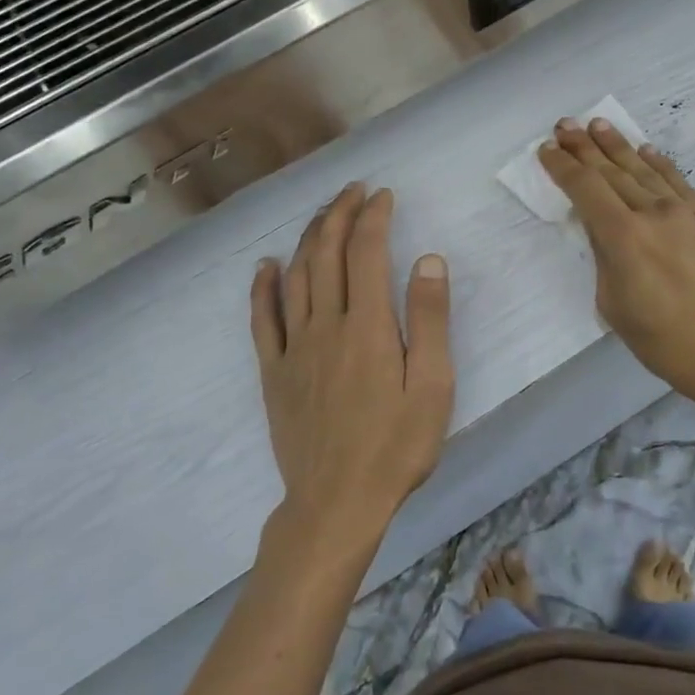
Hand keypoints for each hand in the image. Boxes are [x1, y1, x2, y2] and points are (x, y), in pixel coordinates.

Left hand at [251, 184, 454, 549]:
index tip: (382, 195)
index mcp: (367, 326)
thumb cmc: (395, 447)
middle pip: (326, 254)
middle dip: (339, 214)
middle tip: (352, 190)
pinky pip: (262, 320)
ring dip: (308, 239)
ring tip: (321, 215)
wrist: (336, 503)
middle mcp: (325, 325)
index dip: (373, 217)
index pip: (366, 253)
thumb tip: (428, 260)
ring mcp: (293, 348)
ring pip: (295, 277)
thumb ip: (429, 320)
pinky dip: (263, 287)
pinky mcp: (274, 373)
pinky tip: (267, 267)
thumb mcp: (433, 387)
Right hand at [538, 118, 694, 428]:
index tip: (546, 150)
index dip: (563, 167)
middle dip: (584, 147)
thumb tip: (602, 231)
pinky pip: (677, 182)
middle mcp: (652, 214)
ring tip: (597, 124)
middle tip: (564, 124)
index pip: (585, 189)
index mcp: (623, 238)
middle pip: (612, 172)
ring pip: (643, 170)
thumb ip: (604, 260)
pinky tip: (646, 150)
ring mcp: (684, 214)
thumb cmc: (666, 343)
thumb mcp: (615, 307)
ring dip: (618, 145)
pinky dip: (659, 163)